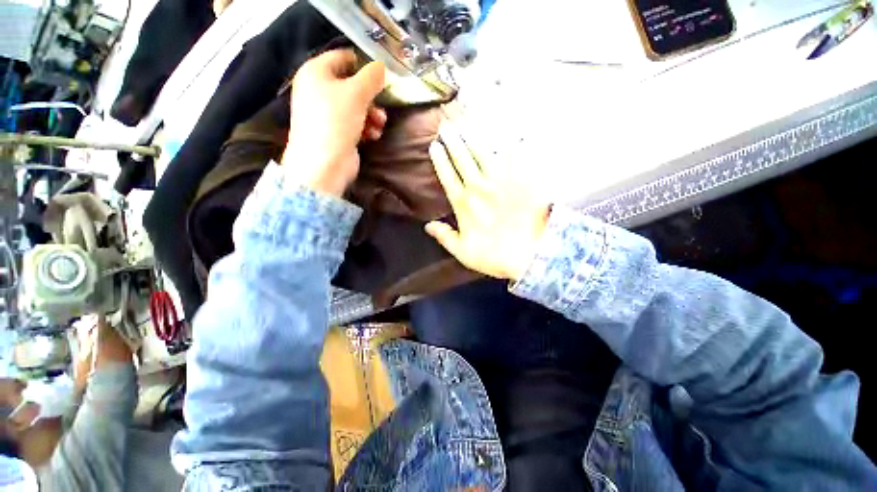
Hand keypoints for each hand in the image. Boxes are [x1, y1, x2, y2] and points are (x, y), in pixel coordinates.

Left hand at [282, 49, 386, 196]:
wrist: (325, 164)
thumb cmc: (336, 121)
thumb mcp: (356, 93)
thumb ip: (371, 77)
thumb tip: (381, 66)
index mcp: (315, 72)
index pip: (342, 57)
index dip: (362, 63)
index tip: (381, 75)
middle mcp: (318, 90)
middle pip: (351, 85)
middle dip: (370, 96)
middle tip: (382, 104)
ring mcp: (327, 114)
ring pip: (355, 106)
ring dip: (372, 114)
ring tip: (380, 124)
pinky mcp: (336, 133)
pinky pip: (354, 123)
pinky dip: (366, 127)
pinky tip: (374, 135)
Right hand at [426, 122, 549, 281]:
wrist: (530, 255)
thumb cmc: (494, 255)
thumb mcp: (462, 252)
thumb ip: (444, 236)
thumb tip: (427, 225)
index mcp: (464, 204)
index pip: (447, 176)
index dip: (440, 160)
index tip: (434, 146)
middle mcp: (479, 187)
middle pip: (462, 159)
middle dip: (453, 141)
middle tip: (446, 125)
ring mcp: (501, 181)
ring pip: (484, 153)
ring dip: (474, 137)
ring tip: (467, 123)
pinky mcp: (521, 180)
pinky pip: (514, 157)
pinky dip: (510, 143)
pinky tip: (507, 133)